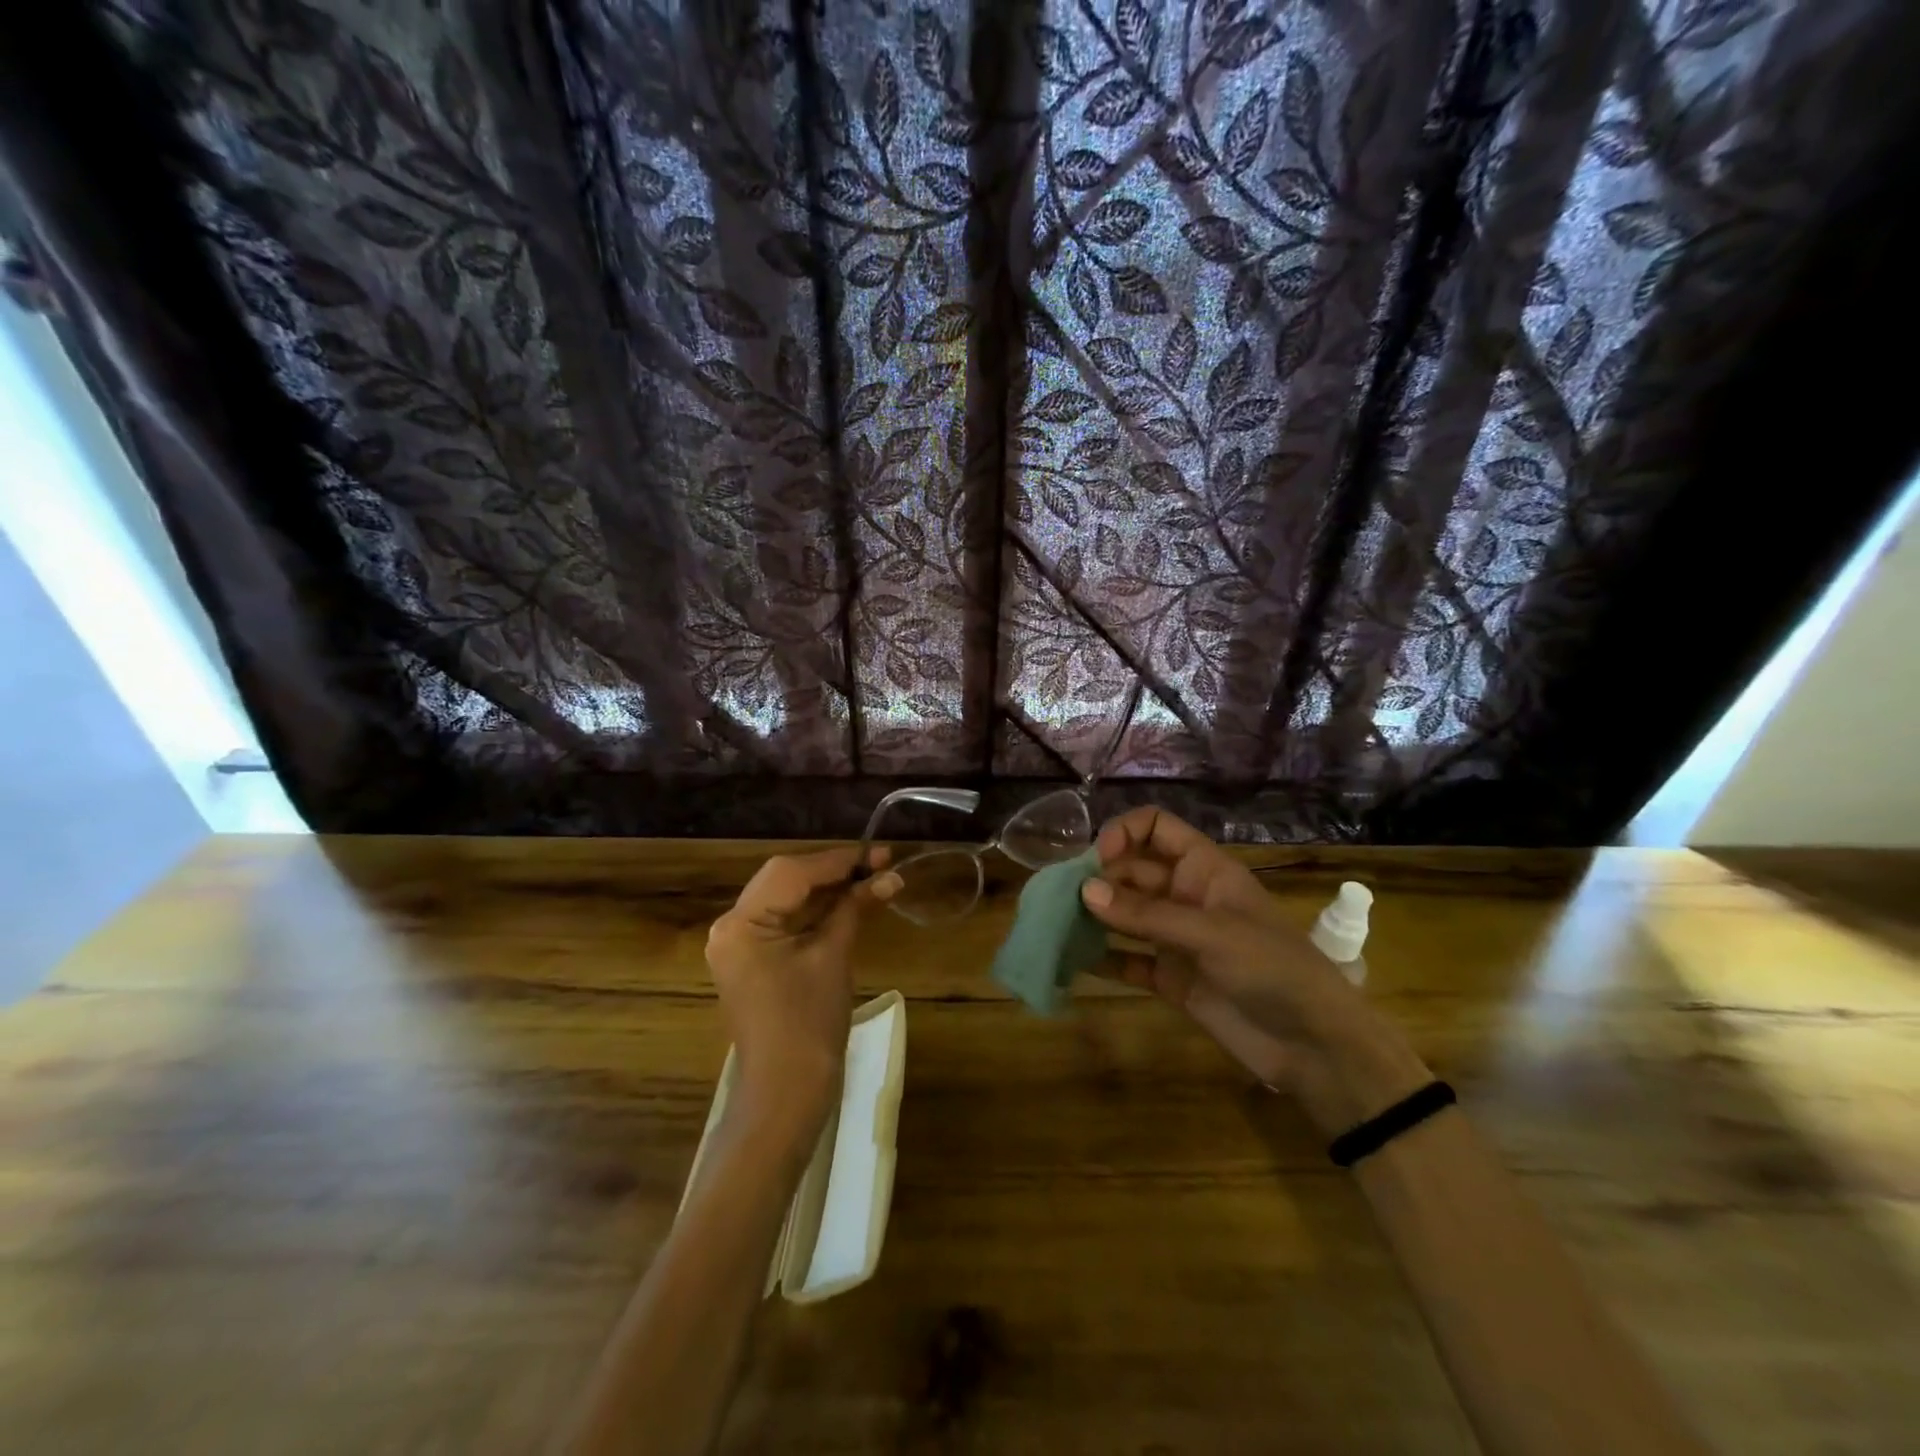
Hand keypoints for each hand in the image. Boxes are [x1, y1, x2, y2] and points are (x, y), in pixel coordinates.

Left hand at [705, 848, 900, 1139]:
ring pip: (786, 899)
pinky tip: (849, 902)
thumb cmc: (808, 1025)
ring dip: (827, 890)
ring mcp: (738, 945)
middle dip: (833, 871)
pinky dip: (816, 911)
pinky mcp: (752, 961)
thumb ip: (855, 908)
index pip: (791, 873)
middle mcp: (731, 928)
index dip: (838, 860)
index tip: (879, 852)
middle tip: (880, 863)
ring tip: (872, 877)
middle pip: (785, 880)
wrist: (786, 1095)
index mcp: (741, 924)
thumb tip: (890, 876)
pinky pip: (784, 922)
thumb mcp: (833, 957)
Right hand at [1082, 808, 1428, 1136]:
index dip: (1124, 833)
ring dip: (1093, 916)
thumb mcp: (1211, 934)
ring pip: (1125, 914)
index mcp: (1203, 869)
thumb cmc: (1272, 969)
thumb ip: (1146, 914)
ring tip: (1055, 924)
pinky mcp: (1170, 978)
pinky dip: (1103, 959)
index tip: (1097, 859)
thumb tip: (1084, 891)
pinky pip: (1128, 959)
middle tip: (1061, 899)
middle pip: (1131, 871)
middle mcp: (1185, 895)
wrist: (1312, 1046)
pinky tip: (1072, 962)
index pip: (1156, 828)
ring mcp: (1176, 937)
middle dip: (1098, 879)